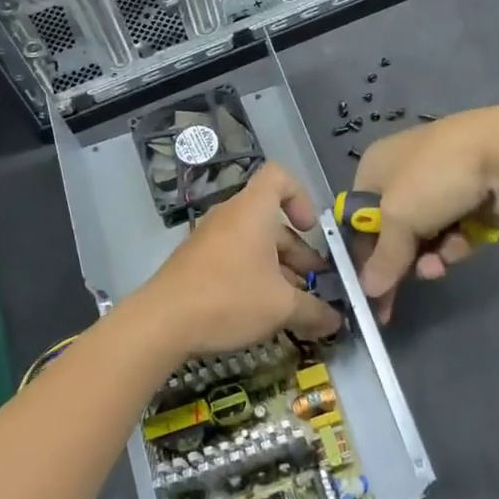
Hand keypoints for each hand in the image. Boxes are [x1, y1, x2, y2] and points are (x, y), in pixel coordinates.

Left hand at [130, 162, 342, 359]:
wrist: (162, 322)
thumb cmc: (229, 298)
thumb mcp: (281, 307)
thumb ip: (314, 311)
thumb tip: (337, 321)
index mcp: (253, 211)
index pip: (279, 176)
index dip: (301, 195)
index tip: (311, 228)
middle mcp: (231, 216)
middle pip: (272, 220)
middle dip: (298, 251)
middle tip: (315, 284)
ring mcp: (211, 239)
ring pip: (254, 244)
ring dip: (279, 269)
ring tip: (295, 305)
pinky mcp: (197, 262)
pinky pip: (235, 258)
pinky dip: (254, 276)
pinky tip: (263, 311)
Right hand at [351, 107, 498, 319]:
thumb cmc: (434, 178)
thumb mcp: (399, 218)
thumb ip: (384, 257)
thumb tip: (368, 290)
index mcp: (376, 167)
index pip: (358, 217)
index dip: (361, 253)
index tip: (365, 289)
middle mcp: (403, 174)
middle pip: (393, 230)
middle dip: (399, 260)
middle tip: (396, 298)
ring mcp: (440, 187)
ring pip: (425, 237)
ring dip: (429, 256)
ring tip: (438, 267)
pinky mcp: (472, 201)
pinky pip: (454, 234)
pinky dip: (455, 244)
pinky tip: (462, 246)